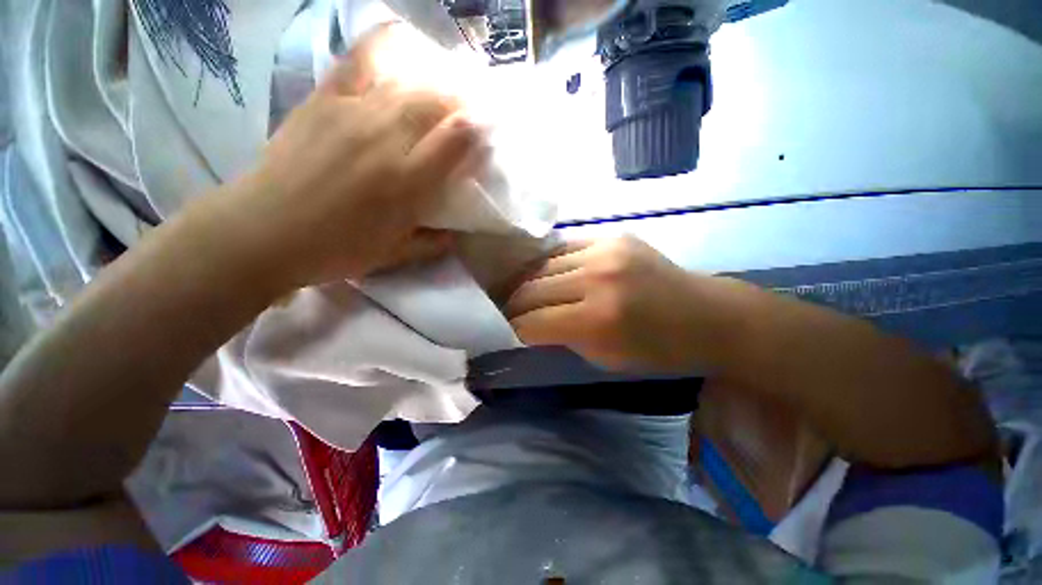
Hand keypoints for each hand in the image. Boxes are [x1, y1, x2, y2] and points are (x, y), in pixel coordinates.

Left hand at [220, 27, 486, 288]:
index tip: (487, 131)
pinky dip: (384, 45)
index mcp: (408, 182)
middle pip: (437, 102)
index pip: (458, 139)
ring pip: (407, 82)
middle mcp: (386, 139)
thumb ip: (433, 243)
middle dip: (462, 101)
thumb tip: (457, 233)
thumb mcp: (394, 256)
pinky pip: (359, 60)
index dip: (479, 129)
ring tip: (444, 87)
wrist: (263, 231)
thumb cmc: (336, 249)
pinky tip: (399, 41)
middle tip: (470, 108)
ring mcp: (352, 112)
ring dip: (434, 81)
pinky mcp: (324, 99)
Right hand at [506, 236, 719, 370]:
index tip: (509, 332)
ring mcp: (604, 251)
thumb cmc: (658, 350)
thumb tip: (531, 325)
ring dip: (530, 283)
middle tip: (510, 312)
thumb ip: (563, 338)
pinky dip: (551, 264)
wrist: (707, 315)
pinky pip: (564, 248)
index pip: (533, 322)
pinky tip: (550, 274)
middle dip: (515, 305)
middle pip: (531, 289)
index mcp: (597, 320)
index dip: (516, 330)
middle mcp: (596, 279)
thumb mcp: (605, 358)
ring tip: (525, 292)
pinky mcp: (612, 235)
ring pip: (542, 265)